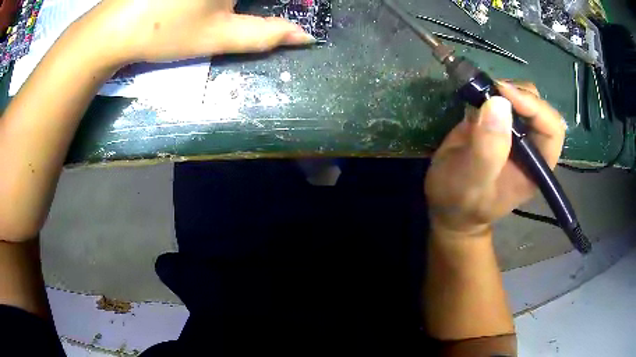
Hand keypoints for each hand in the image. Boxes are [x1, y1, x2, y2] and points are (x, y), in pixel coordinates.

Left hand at [74, 0, 314, 64]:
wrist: (112, 28)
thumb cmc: (164, 31)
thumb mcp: (217, 36)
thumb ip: (266, 34)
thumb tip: (305, 37)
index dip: (294, 0)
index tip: (296, 7)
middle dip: (244, 4)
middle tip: (233, 13)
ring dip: (232, 3)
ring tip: (220, 12)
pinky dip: (220, 0)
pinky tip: (209, 6)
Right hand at [425, 81, 565, 237]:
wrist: (447, 202)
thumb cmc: (462, 202)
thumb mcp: (473, 182)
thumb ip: (488, 150)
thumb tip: (499, 103)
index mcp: (536, 166)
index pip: (552, 129)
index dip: (535, 108)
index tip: (505, 95)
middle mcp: (531, 145)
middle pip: (539, 107)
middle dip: (518, 94)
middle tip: (491, 92)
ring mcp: (515, 131)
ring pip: (522, 96)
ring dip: (503, 90)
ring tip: (480, 96)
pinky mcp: (497, 121)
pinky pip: (502, 97)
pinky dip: (490, 89)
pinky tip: (475, 97)